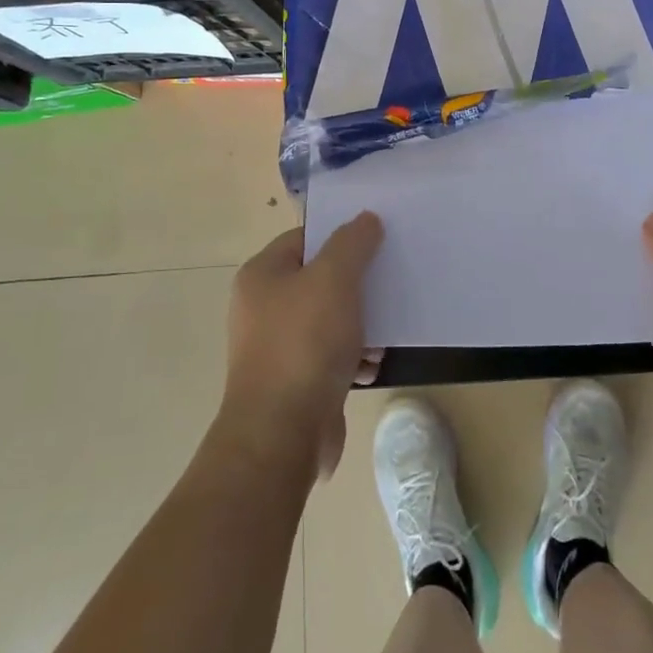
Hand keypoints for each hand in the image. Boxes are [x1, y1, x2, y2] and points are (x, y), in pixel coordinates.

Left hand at [221, 214, 383, 480]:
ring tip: (386, 329)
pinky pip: (330, 356)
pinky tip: (373, 364)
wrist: (283, 434)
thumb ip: (352, 243)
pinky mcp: (295, 382)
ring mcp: (277, 347)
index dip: (340, 235)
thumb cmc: (305, 344)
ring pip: (329, 319)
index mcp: (262, 275)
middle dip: (356, 282)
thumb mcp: (334, 279)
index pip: (305, 237)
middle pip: (319, 278)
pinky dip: (353, 356)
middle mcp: (263, 308)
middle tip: (390, 279)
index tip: (377, 238)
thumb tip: (366, 219)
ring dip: (360, 322)